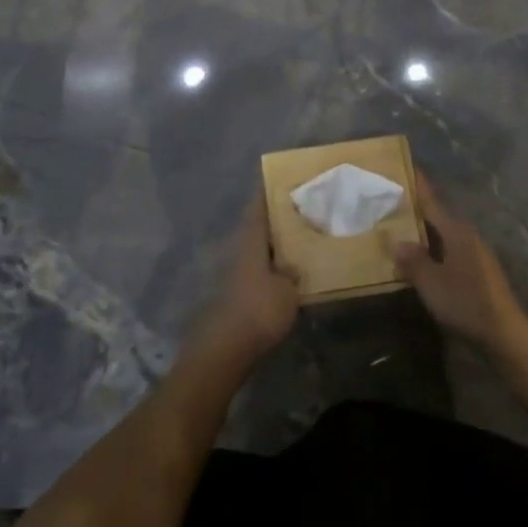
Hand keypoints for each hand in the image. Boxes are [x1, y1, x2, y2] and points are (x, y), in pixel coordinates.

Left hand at [190, 197, 299, 365]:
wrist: (225, 348)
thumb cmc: (259, 310)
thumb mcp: (288, 290)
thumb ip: (293, 272)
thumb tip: (294, 264)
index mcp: (251, 239)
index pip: (259, 205)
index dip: (269, 190)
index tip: (284, 178)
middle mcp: (240, 248)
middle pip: (258, 223)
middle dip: (277, 215)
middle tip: (302, 206)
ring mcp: (235, 270)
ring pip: (258, 245)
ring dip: (275, 240)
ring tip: (301, 235)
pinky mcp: (236, 291)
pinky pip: (259, 266)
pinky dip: (273, 262)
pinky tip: (289, 268)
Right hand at [395, 172, 527, 354]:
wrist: (504, 335)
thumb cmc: (466, 302)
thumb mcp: (431, 282)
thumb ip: (412, 260)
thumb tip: (396, 241)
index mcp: (456, 231)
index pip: (432, 201)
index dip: (418, 184)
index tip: (406, 165)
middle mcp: (467, 236)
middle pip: (437, 217)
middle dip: (415, 210)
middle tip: (390, 202)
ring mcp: (475, 254)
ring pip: (443, 236)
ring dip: (423, 233)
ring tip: (399, 232)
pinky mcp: (478, 273)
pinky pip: (448, 252)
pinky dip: (432, 251)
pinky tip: (420, 262)